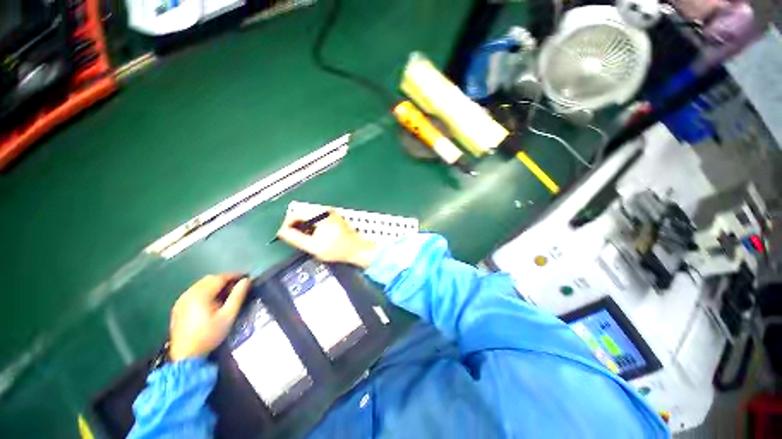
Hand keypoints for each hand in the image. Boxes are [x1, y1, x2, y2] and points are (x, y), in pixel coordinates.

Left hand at [169, 274, 249, 360]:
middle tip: (235, 288)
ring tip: (222, 297)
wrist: (186, 352)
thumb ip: (236, 299)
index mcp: (201, 292)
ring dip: (212, 288)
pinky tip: (207, 306)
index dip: (233, 276)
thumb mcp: (226, 319)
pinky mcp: (178, 305)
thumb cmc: (208, 336)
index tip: (244, 278)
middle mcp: (190, 290)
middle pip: (208, 280)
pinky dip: (202, 295)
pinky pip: (192, 294)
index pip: (220, 277)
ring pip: (199, 286)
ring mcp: (182, 297)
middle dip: (222, 281)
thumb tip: (246, 282)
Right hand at [276, 208, 377, 268]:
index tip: (282, 234)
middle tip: (291, 238)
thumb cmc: (337, 249)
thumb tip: (281, 233)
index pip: (295, 213)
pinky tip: (311, 237)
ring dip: (302, 226)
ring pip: (308, 216)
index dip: (286, 224)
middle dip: (294, 225)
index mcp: (319, 214)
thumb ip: (296, 239)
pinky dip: (310, 226)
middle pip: (302, 213)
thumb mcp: (313, 246)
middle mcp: (324, 209)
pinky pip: (315, 218)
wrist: (357, 250)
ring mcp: (329, 213)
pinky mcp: (332, 217)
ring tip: (301, 239)